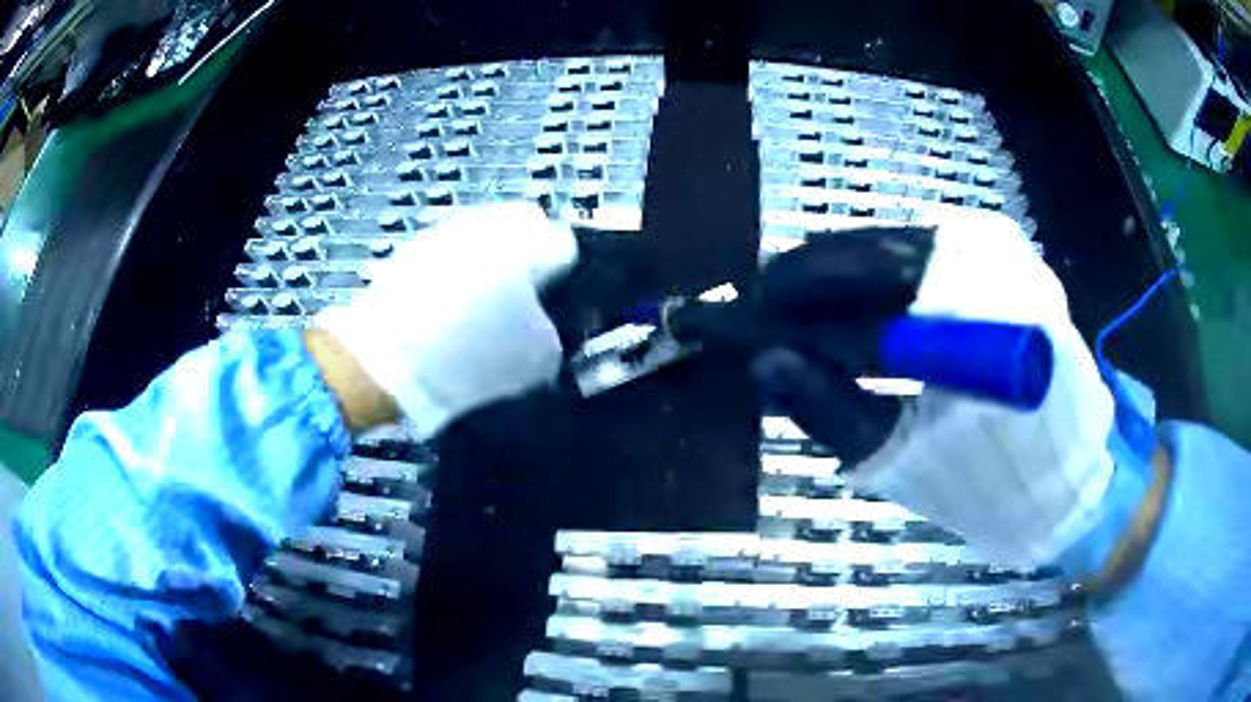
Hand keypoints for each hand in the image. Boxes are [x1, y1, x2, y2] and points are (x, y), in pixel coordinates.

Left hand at [314, 204, 577, 438]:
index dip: (568, 274)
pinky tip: (448, 304)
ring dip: (492, 257)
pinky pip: (450, 247)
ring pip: (485, 232)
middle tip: (524, 296)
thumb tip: (553, 319)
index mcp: (528, 241)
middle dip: (530, 253)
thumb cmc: (468, 358)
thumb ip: (558, 327)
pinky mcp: (416, 244)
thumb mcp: (538, 357)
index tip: (558, 299)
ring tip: (482, 303)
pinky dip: (456, 267)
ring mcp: (448, 228)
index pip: (566, 242)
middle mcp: (489, 221)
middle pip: (525, 224)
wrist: (388, 362)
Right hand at [752, 210, 1115, 566]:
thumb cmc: (990, 481)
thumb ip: (832, 408)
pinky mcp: (1014, 261)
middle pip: (882, 248)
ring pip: (903, 246)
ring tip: (810, 312)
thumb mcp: (904, 458)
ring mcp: (1010, 255)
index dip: (804, 289)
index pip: (867, 275)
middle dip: (821, 277)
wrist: (1069, 477)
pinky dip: (889, 280)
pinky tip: (863, 307)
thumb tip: (763, 362)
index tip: (755, 309)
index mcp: (978, 316)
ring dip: (851, 277)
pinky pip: (932, 256)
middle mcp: (998, 263)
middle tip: (774, 308)